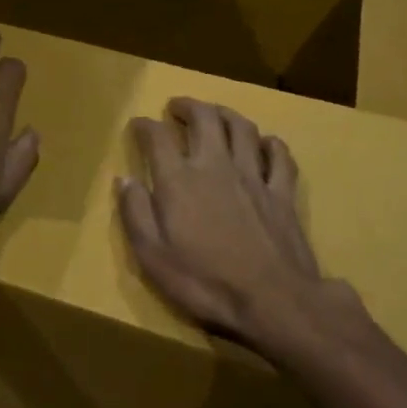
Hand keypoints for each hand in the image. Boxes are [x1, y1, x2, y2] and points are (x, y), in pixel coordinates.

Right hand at [118, 99, 353, 351]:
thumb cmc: (204, 282)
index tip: (138, 125)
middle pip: (204, 118)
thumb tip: (124, 179)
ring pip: (242, 128)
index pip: (157, 137)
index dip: (144, 126)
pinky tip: (265, 143)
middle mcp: (215, 165)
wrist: (272, 301)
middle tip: (177, 106)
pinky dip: (270, 144)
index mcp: (179, 180)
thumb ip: (135, 213)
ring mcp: (253, 176)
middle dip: (188, 106)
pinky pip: (279, 157)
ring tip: (215, 113)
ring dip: (225, 113)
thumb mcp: (152, 256)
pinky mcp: (282, 193)